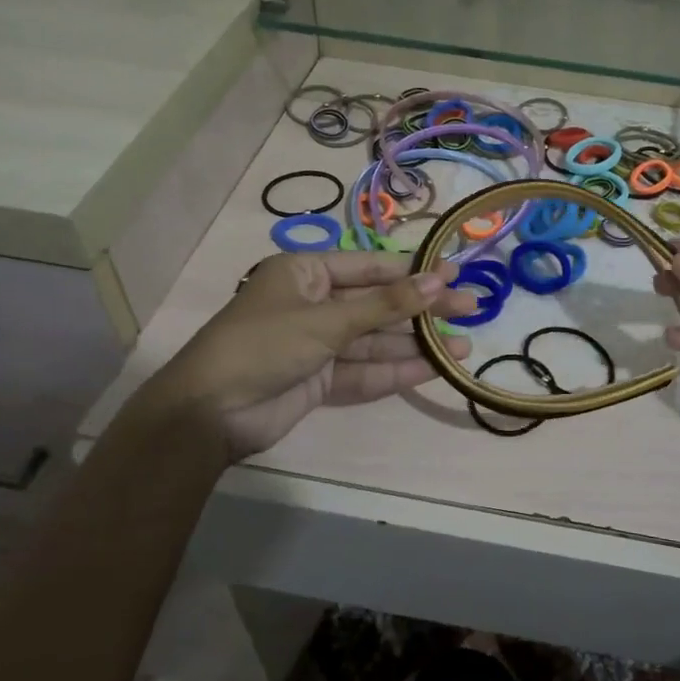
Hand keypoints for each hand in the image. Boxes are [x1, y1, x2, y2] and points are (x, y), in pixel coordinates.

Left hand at [138, 251, 478, 459]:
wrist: (208, 413)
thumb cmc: (264, 345)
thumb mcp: (326, 320)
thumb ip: (385, 305)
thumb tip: (438, 282)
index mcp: (305, 273)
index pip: (370, 267)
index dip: (413, 272)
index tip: (454, 275)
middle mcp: (313, 304)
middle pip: (377, 305)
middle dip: (421, 311)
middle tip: (471, 310)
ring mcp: (317, 345)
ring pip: (375, 341)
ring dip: (415, 345)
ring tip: (462, 348)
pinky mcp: (320, 380)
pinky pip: (364, 371)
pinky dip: (395, 371)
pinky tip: (432, 370)